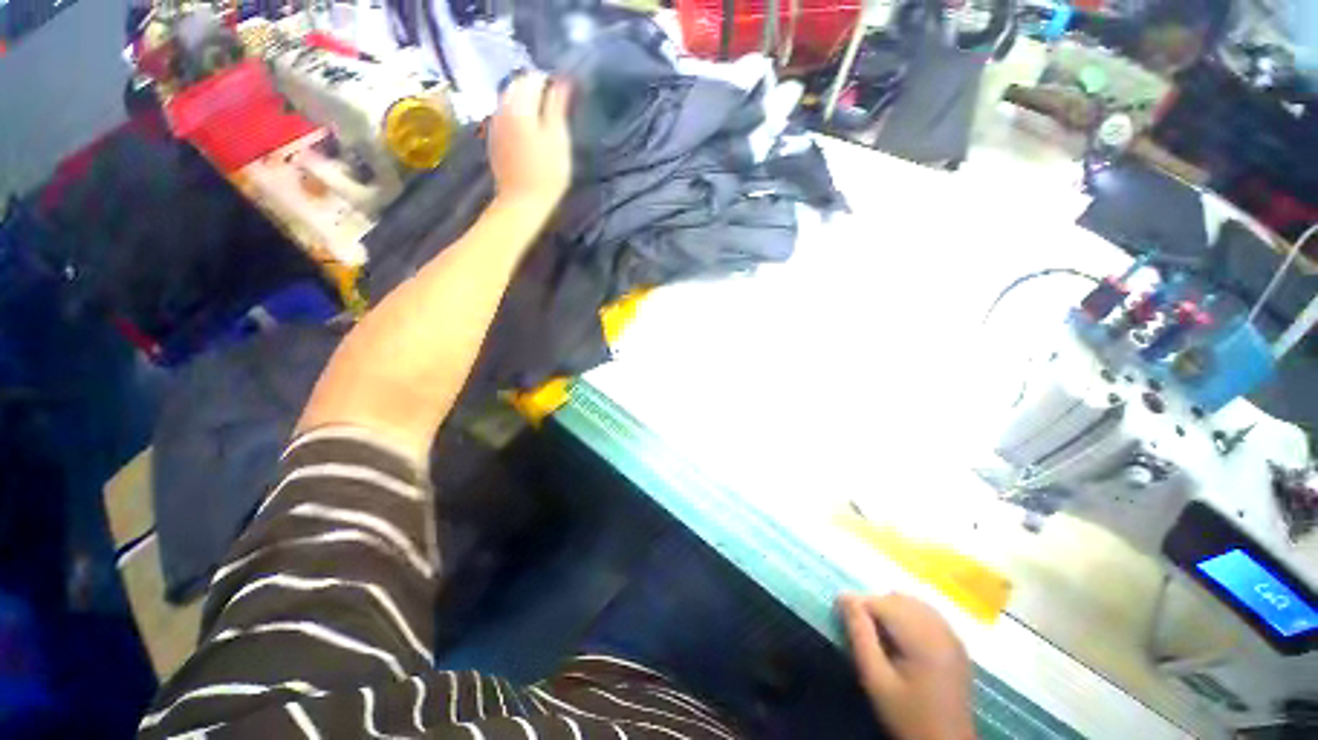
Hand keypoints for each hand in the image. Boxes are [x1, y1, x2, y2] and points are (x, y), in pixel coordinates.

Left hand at [488, 72, 571, 211]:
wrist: (522, 202)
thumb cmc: (547, 173)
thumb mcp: (558, 138)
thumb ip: (558, 106)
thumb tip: (562, 80)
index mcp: (519, 104)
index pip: (534, 77)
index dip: (551, 84)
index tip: (566, 100)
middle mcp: (502, 108)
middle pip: (518, 85)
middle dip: (536, 90)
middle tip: (556, 109)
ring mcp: (495, 124)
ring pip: (509, 100)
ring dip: (526, 103)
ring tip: (544, 121)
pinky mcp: (493, 140)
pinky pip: (505, 116)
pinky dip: (517, 117)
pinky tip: (529, 134)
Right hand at [839, 593, 975, 739]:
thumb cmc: (907, 715)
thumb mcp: (875, 680)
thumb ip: (860, 636)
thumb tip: (844, 599)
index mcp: (924, 640)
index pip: (883, 604)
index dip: (858, 603)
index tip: (839, 612)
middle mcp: (942, 630)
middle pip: (899, 599)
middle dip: (874, 605)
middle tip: (858, 626)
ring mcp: (952, 635)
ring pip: (912, 602)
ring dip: (890, 608)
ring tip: (877, 632)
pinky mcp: (956, 643)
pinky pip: (926, 613)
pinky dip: (907, 614)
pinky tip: (900, 637)